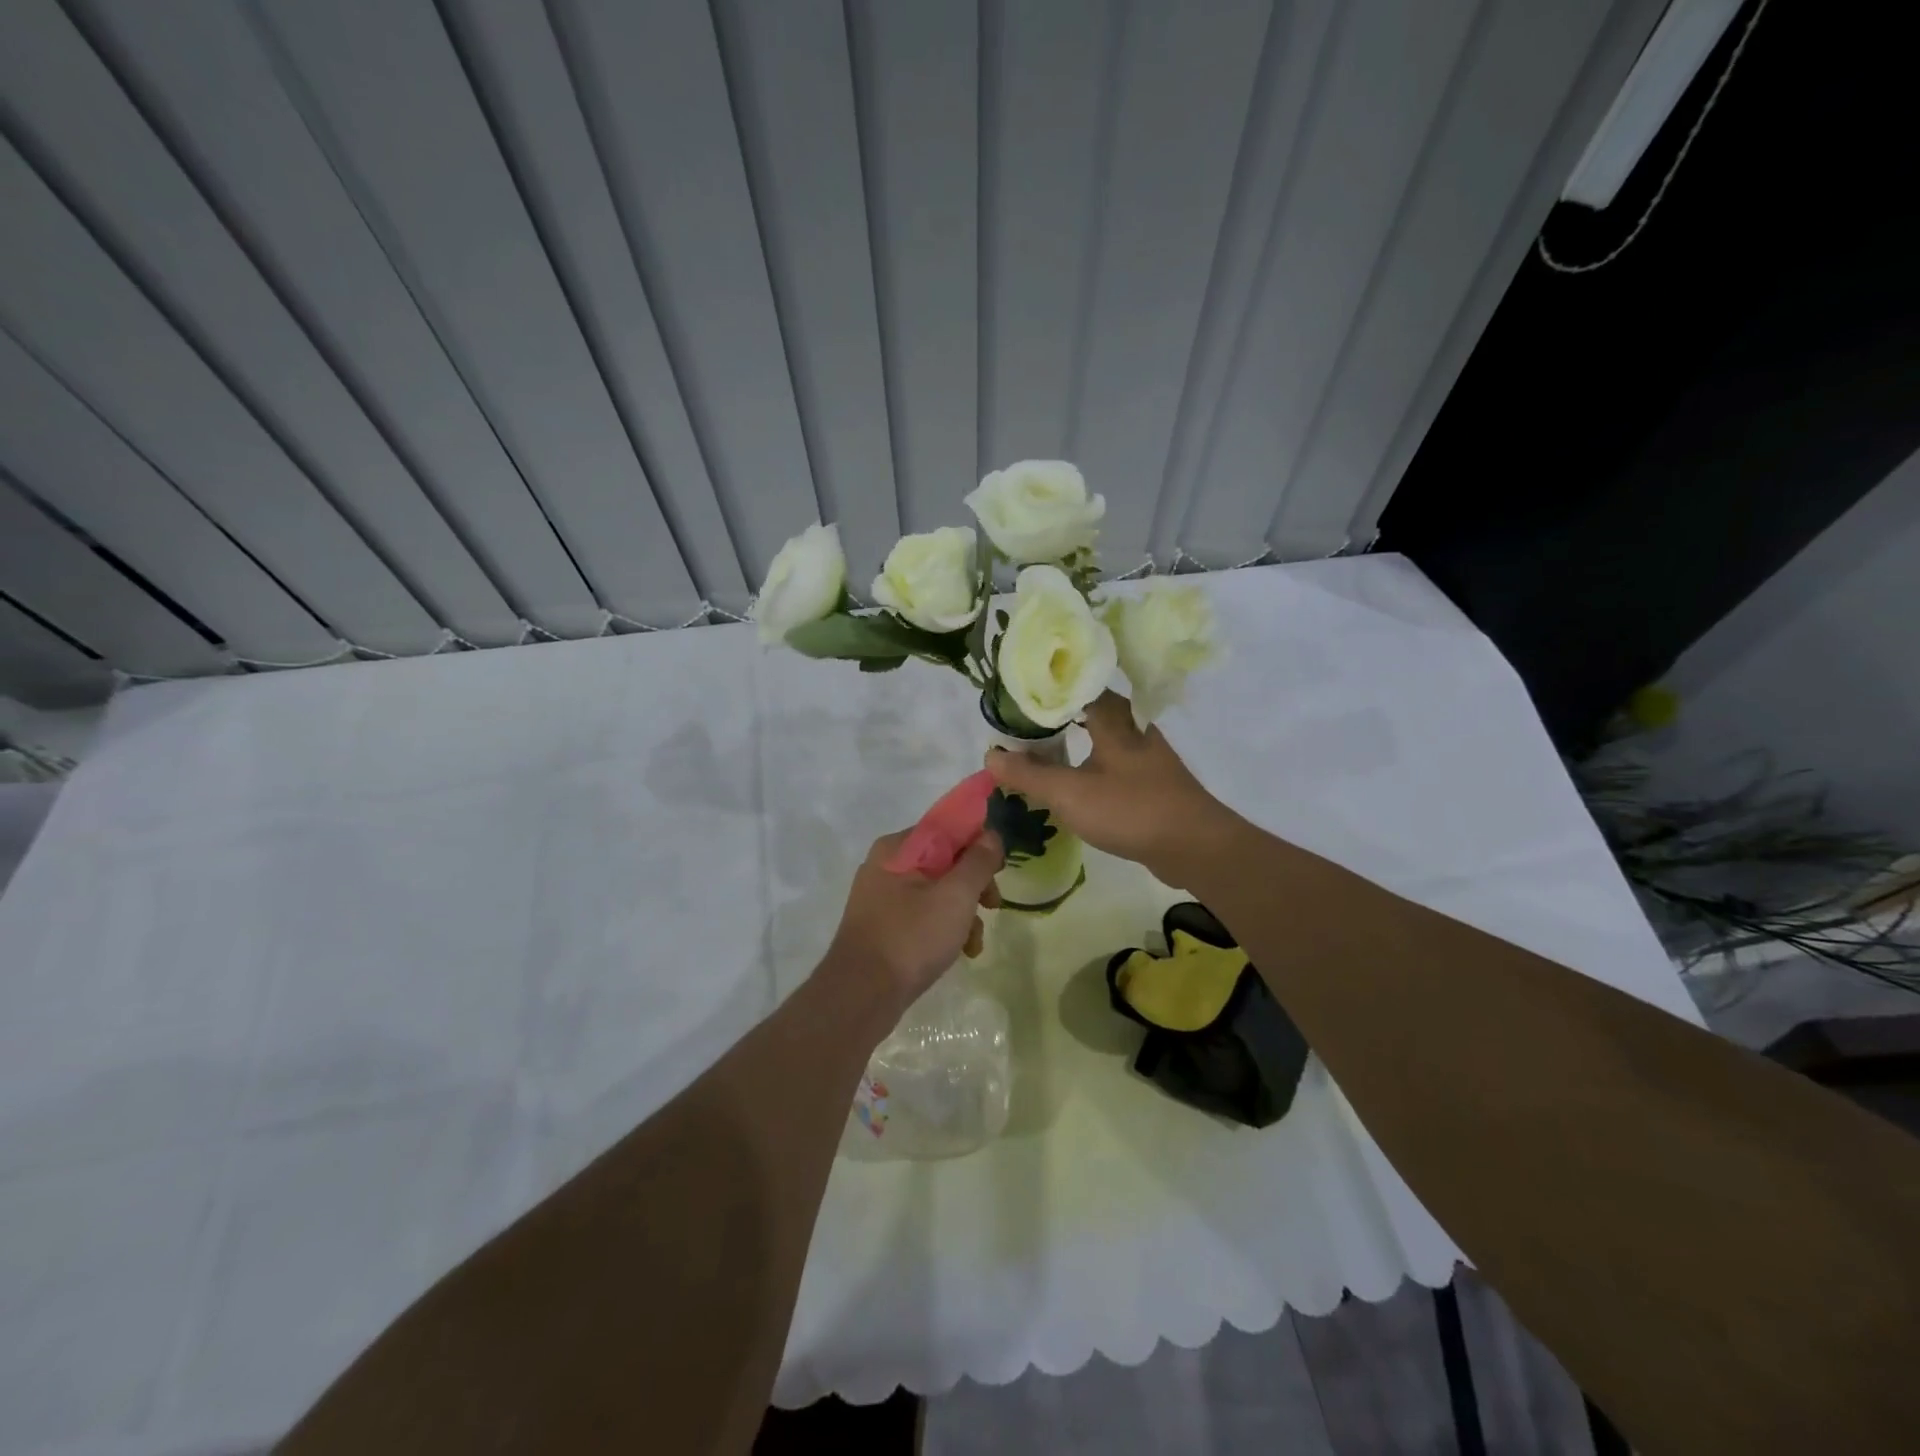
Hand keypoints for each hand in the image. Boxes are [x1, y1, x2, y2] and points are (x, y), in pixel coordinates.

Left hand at [823, 829, 1003, 1018]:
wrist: (862, 995)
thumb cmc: (911, 937)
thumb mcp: (955, 896)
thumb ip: (978, 862)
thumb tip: (991, 835)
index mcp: (898, 848)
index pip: (947, 829)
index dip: (978, 844)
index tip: (999, 869)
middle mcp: (886, 865)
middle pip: (945, 861)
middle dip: (974, 885)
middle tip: (993, 905)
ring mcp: (882, 897)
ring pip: (936, 891)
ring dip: (963, 913)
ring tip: (974, 943)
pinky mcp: (883, 926)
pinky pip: (922, 915)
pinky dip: (944, 929)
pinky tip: (960, 953)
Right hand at [986, 691, 1240, 880]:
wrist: (1195, 847)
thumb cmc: (1131, 809)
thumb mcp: (1070, 793)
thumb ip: (1029, 773)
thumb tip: (991, 754)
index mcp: (1115, 719)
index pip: (1078, 686)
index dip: (1049, 686)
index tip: (1019, 692)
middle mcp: (1133, 728)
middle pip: (1091, 709)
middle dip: (1060, 713)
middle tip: (1025, 723)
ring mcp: (1147, 756)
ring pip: (1104, 737)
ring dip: (1076, 740)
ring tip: (1042, 749)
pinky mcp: (1152, 782)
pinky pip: (1114, 762)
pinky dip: (1091, 764)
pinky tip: (1076, 780)